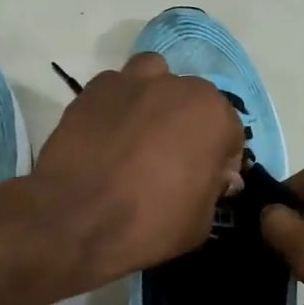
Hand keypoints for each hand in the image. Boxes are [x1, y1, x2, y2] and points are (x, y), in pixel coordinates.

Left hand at [31, 53, 244, 289]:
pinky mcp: (91, 90)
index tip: (204, 182)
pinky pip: (114, 90)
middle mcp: (176, 86)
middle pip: (191, 101)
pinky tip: (107, 136)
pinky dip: (117, 107)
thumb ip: (213, 188)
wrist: (74, 221)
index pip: (229, 133)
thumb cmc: (149, 224)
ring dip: (153, 100)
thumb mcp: (201, 222)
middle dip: (187, 126)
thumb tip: (214, 175)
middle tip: (169, 162)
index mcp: (212, 114)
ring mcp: (130, 82)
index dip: (219, 161)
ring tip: (140, 135)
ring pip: (153, 79)